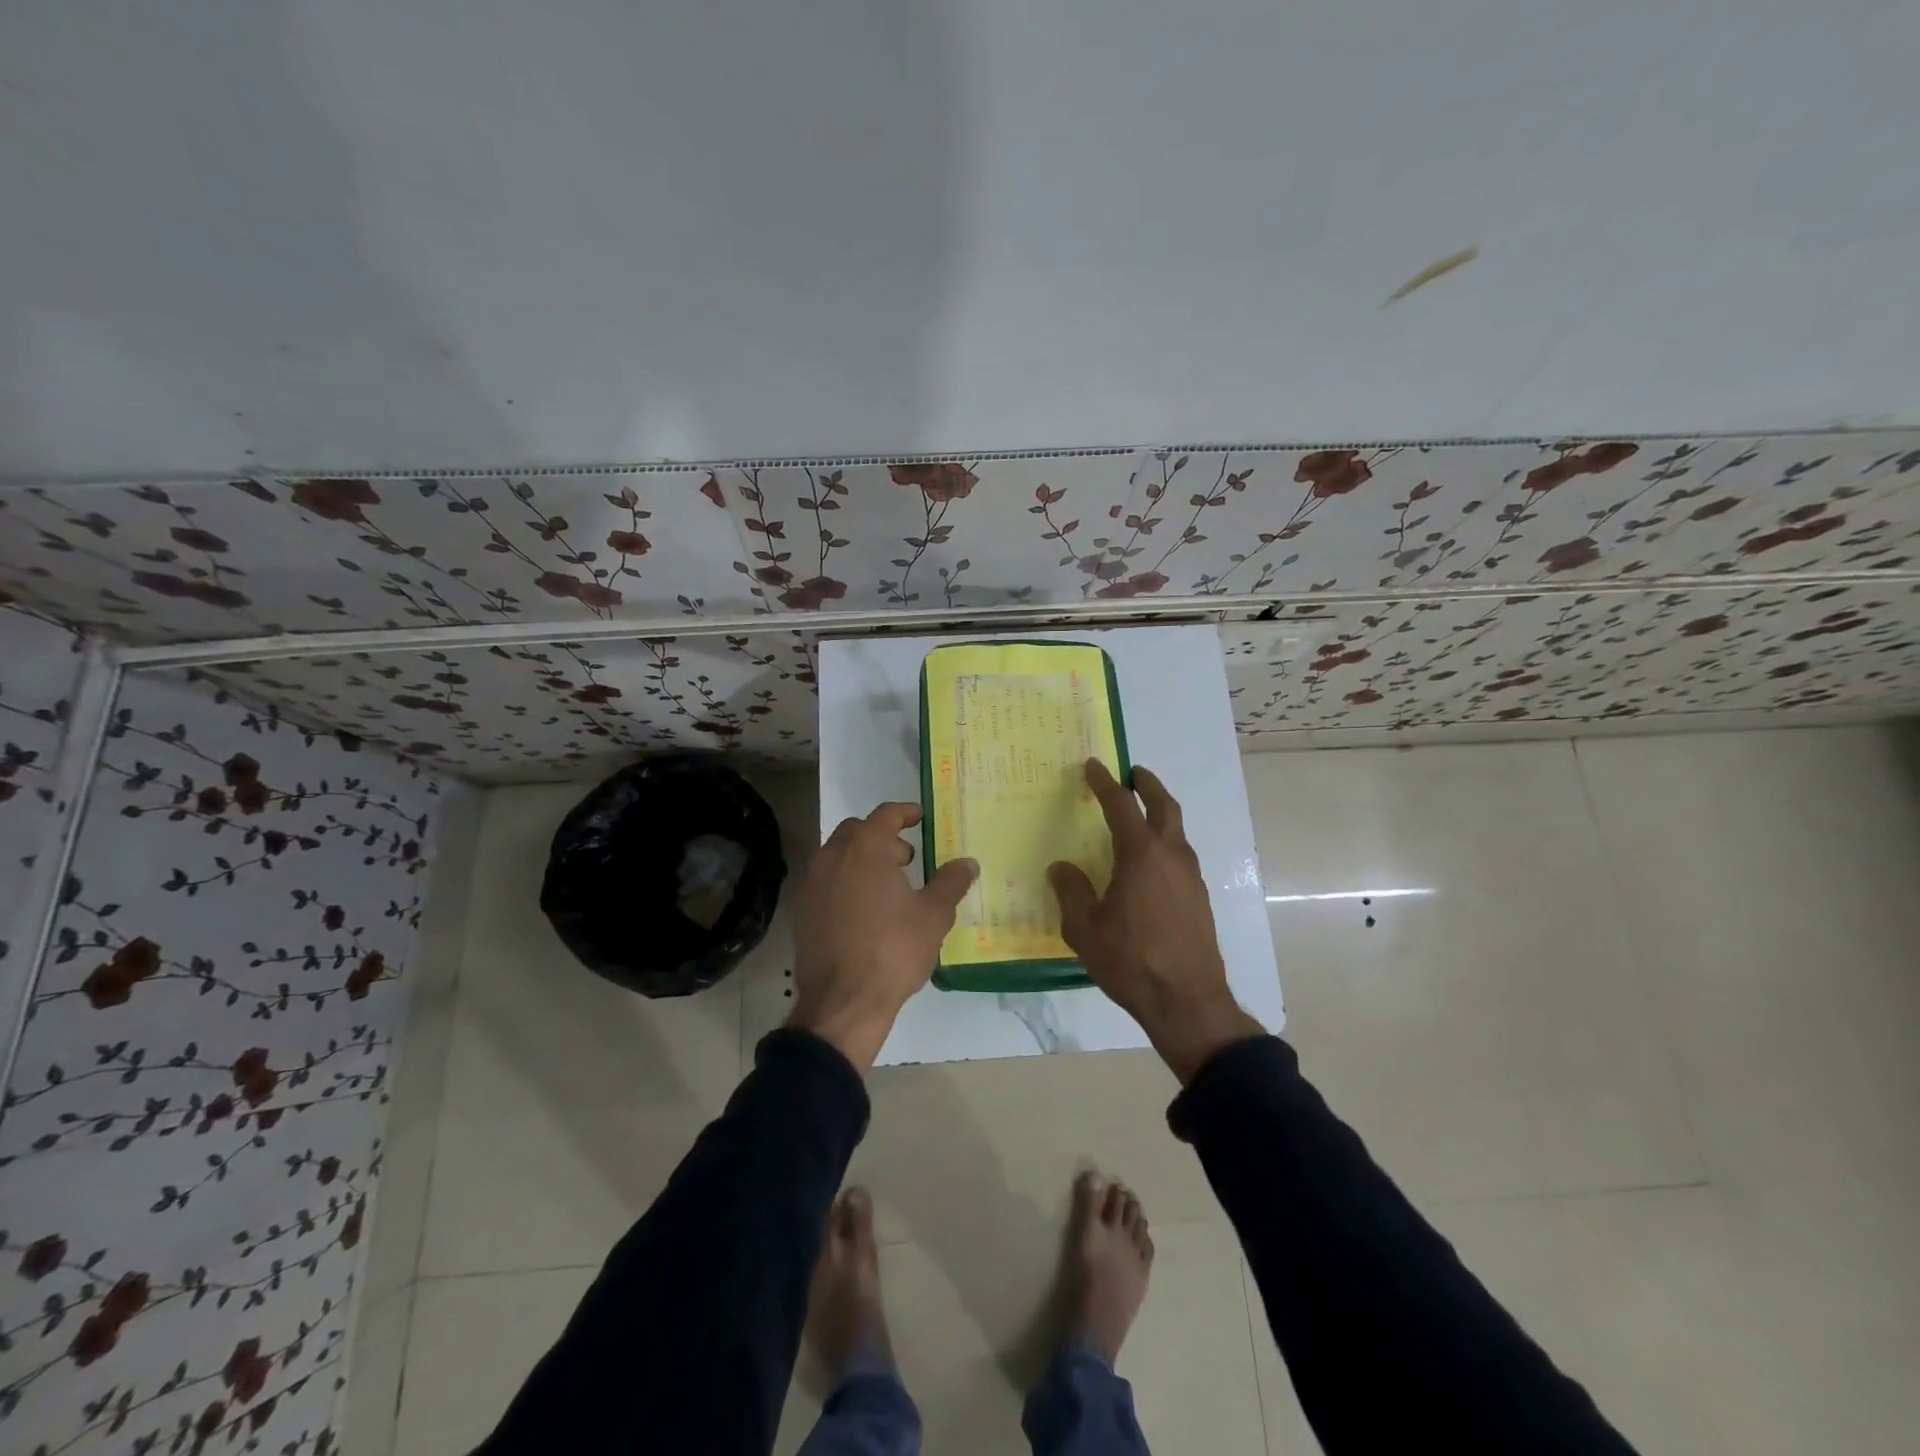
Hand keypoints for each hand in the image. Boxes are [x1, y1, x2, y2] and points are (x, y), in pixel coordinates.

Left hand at [788, 802, 977, 1071]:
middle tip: (906, 858)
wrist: (843, 1001)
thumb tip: (967, 863)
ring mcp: (811, 882)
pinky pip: (825, 881)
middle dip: (882, 837)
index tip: (921, 817)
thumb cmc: (893, 950)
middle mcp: (832, 856)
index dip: (906, 812)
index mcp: (865, 848)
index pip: (886, 815)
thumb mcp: (933, 915)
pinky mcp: (801, 909)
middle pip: (857, 831)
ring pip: (837, 855)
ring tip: (887, 886)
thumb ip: (951, 882)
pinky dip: (844, 881)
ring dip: (861, 859)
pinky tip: (863, 909)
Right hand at [1050, 760, 1263, 1083]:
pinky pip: (1180, 856)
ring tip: (1140, 816)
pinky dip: (1165, 843)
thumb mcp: (1085, 928)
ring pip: (1176, 831)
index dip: (1104, 783)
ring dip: (1160, 814)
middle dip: (1147, 785)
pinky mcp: (1199, 898)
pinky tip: (1150, 863)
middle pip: (1163, 806)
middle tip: (1133, 773)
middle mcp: (1171, 856)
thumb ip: (1071, 891)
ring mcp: (1190, 877)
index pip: (1121, 805)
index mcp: (1141, 855)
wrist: (1187, 1001)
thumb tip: (1062, 868)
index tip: (1092, 766)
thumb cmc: (1131, 960)